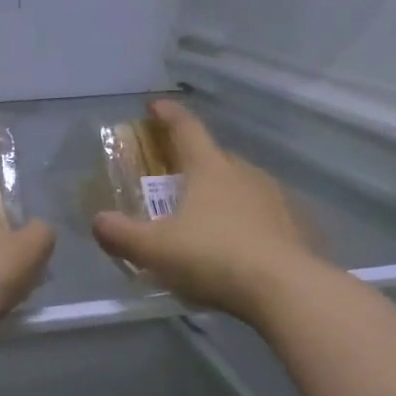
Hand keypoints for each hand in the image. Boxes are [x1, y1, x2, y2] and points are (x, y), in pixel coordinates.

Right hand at [92, 98, 316, 325]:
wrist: (287, 289)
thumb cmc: (213, 257)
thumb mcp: (154, 250)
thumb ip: (121, 235)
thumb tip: (98, 222)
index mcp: (209, 168)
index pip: (186, 128)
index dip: (168, 114)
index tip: (155, 105)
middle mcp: (245, 173)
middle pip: (216, 156)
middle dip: (194, 161)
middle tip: (176, 176)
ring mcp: (276, 198)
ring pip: (243, 185)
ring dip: (224, 193)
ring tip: (208, 216)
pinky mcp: (297, 226)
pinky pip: (265, 214)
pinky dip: (249, 221)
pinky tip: (241, 245)